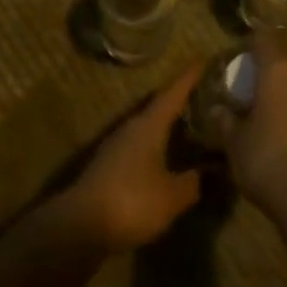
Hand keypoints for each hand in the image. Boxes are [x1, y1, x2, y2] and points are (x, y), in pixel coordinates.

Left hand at [60, 65, 204, 251]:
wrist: (80, 226)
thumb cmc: (132, 202)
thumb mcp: (173, 195)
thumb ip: (193, 182)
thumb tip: (207, 172)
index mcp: (148, 126)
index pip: (172, 93)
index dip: (189, 78)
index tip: (203, 59)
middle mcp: (131, 129)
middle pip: (159, 107)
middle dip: (181, 100)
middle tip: (206, 94)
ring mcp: (116, 147)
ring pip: (148, 128)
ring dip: (168, 125)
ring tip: (192, 125)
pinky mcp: (109, 167)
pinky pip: (140, 147)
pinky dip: (157, 146)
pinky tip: (169, 157)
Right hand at [226, 34, 286, 211]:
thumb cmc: (267, 159)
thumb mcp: (236, 143)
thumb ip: (226, 122)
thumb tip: (218, 110)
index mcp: (280, 71)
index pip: (265, 39)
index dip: (252, 44)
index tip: (242, 57)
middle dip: (274, 75)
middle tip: (258, 94)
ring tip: (277, 118)